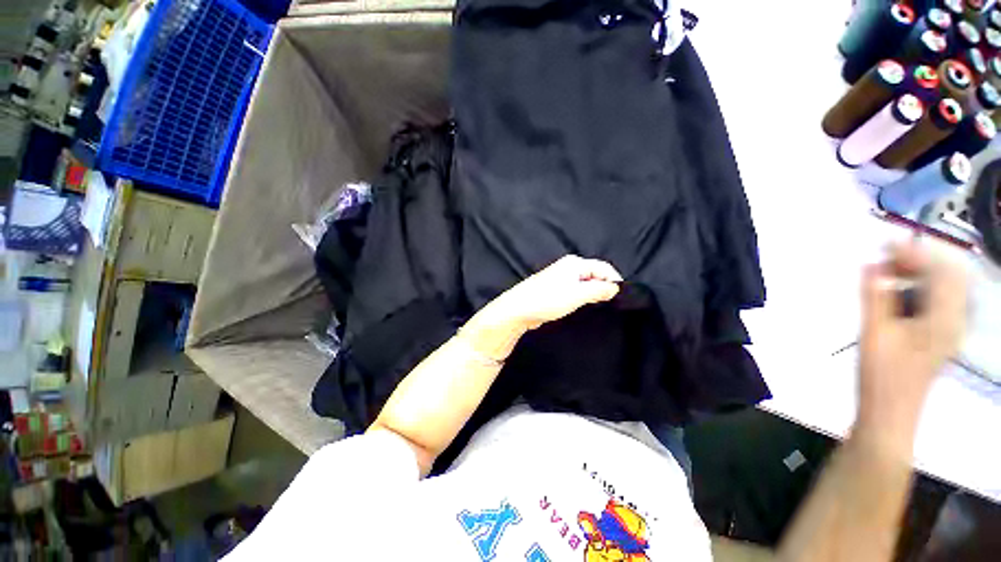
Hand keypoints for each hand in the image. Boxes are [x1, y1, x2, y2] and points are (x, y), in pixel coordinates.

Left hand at [461, 256, 622, 360]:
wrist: (518, 309)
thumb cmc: (547, 300)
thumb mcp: (577, 295)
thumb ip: (598, 290)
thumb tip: (614, 287)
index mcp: (574, 263)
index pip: (603, 267)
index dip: (614, 280)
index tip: (621, 297)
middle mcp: (568, 267)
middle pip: (594, 274)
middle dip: (603, 287)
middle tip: (610, 303)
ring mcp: (560, 278)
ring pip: (584, 283)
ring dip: (592, 293)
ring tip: (598, 306)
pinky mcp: (554, 289)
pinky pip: (575, 290)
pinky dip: (582, 297)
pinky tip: (582, 306)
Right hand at [857, 241, 966, 446]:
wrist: (890, 412)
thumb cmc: (882, 374)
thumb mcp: (874, 333)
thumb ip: (876, 296)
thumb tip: (872, 265)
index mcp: (945, 319)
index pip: (943, 270)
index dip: (916, 252)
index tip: (885, 245)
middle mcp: (956, 319)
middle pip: (950, 275)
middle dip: (920, 260)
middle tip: (886, 260)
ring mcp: (950, 329)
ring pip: (944, 287)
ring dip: (919, 274)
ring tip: (888, 274)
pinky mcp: (940, 335)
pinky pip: (937, 301)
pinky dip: (919, 289)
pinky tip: (897, 295)